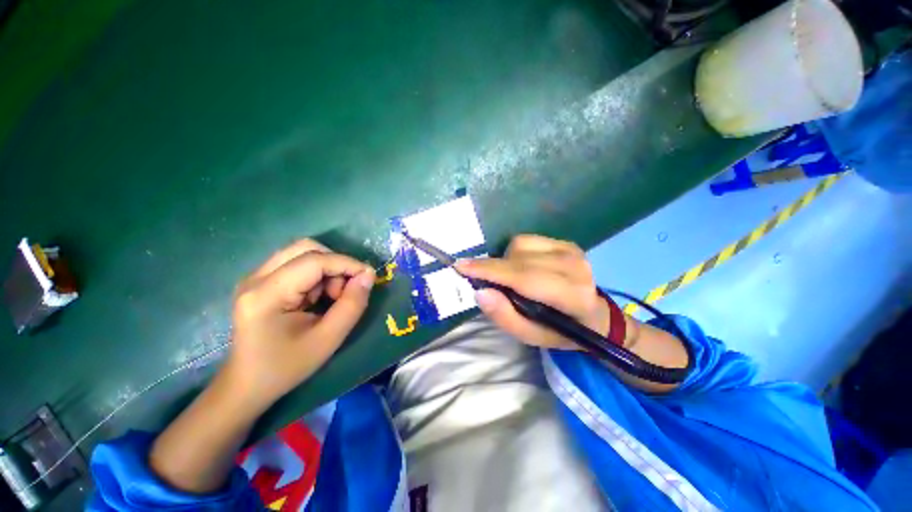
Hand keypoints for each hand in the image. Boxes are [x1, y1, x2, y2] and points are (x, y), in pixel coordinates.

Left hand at [225, 239, 374, 409]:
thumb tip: (368, 275)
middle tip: (343, 291)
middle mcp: (255, 278)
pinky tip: (315, 298)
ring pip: (302, 253)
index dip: (347, 263)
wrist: (247, 385)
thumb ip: (353, 304)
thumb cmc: (286, 367)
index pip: (314, 260)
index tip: (369, 277)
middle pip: (306, 248)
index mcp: (266, 294)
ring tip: (329, 297)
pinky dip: (316, 275)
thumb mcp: (328, 339)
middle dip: (335, 264)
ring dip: (326, 269)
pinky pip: (296, 263)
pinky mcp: (259, 281)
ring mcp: (254, 277)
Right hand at [455, 234, 616, 350]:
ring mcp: (572, 250)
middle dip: (493, 267)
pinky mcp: (566, 242)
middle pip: (518, 258)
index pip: (524, 277)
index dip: (490, 270)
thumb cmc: (559, 330)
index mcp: (571, 297)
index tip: (461, 266)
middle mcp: (575, 267)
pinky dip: (516, 253)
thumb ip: (505, 317)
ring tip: (511, 279)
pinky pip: (526, 239)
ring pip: (520, 244)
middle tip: (483, 281)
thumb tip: (481, 292)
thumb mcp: (530, 336)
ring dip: (506, 261)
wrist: (593, 315)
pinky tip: (523, 267)